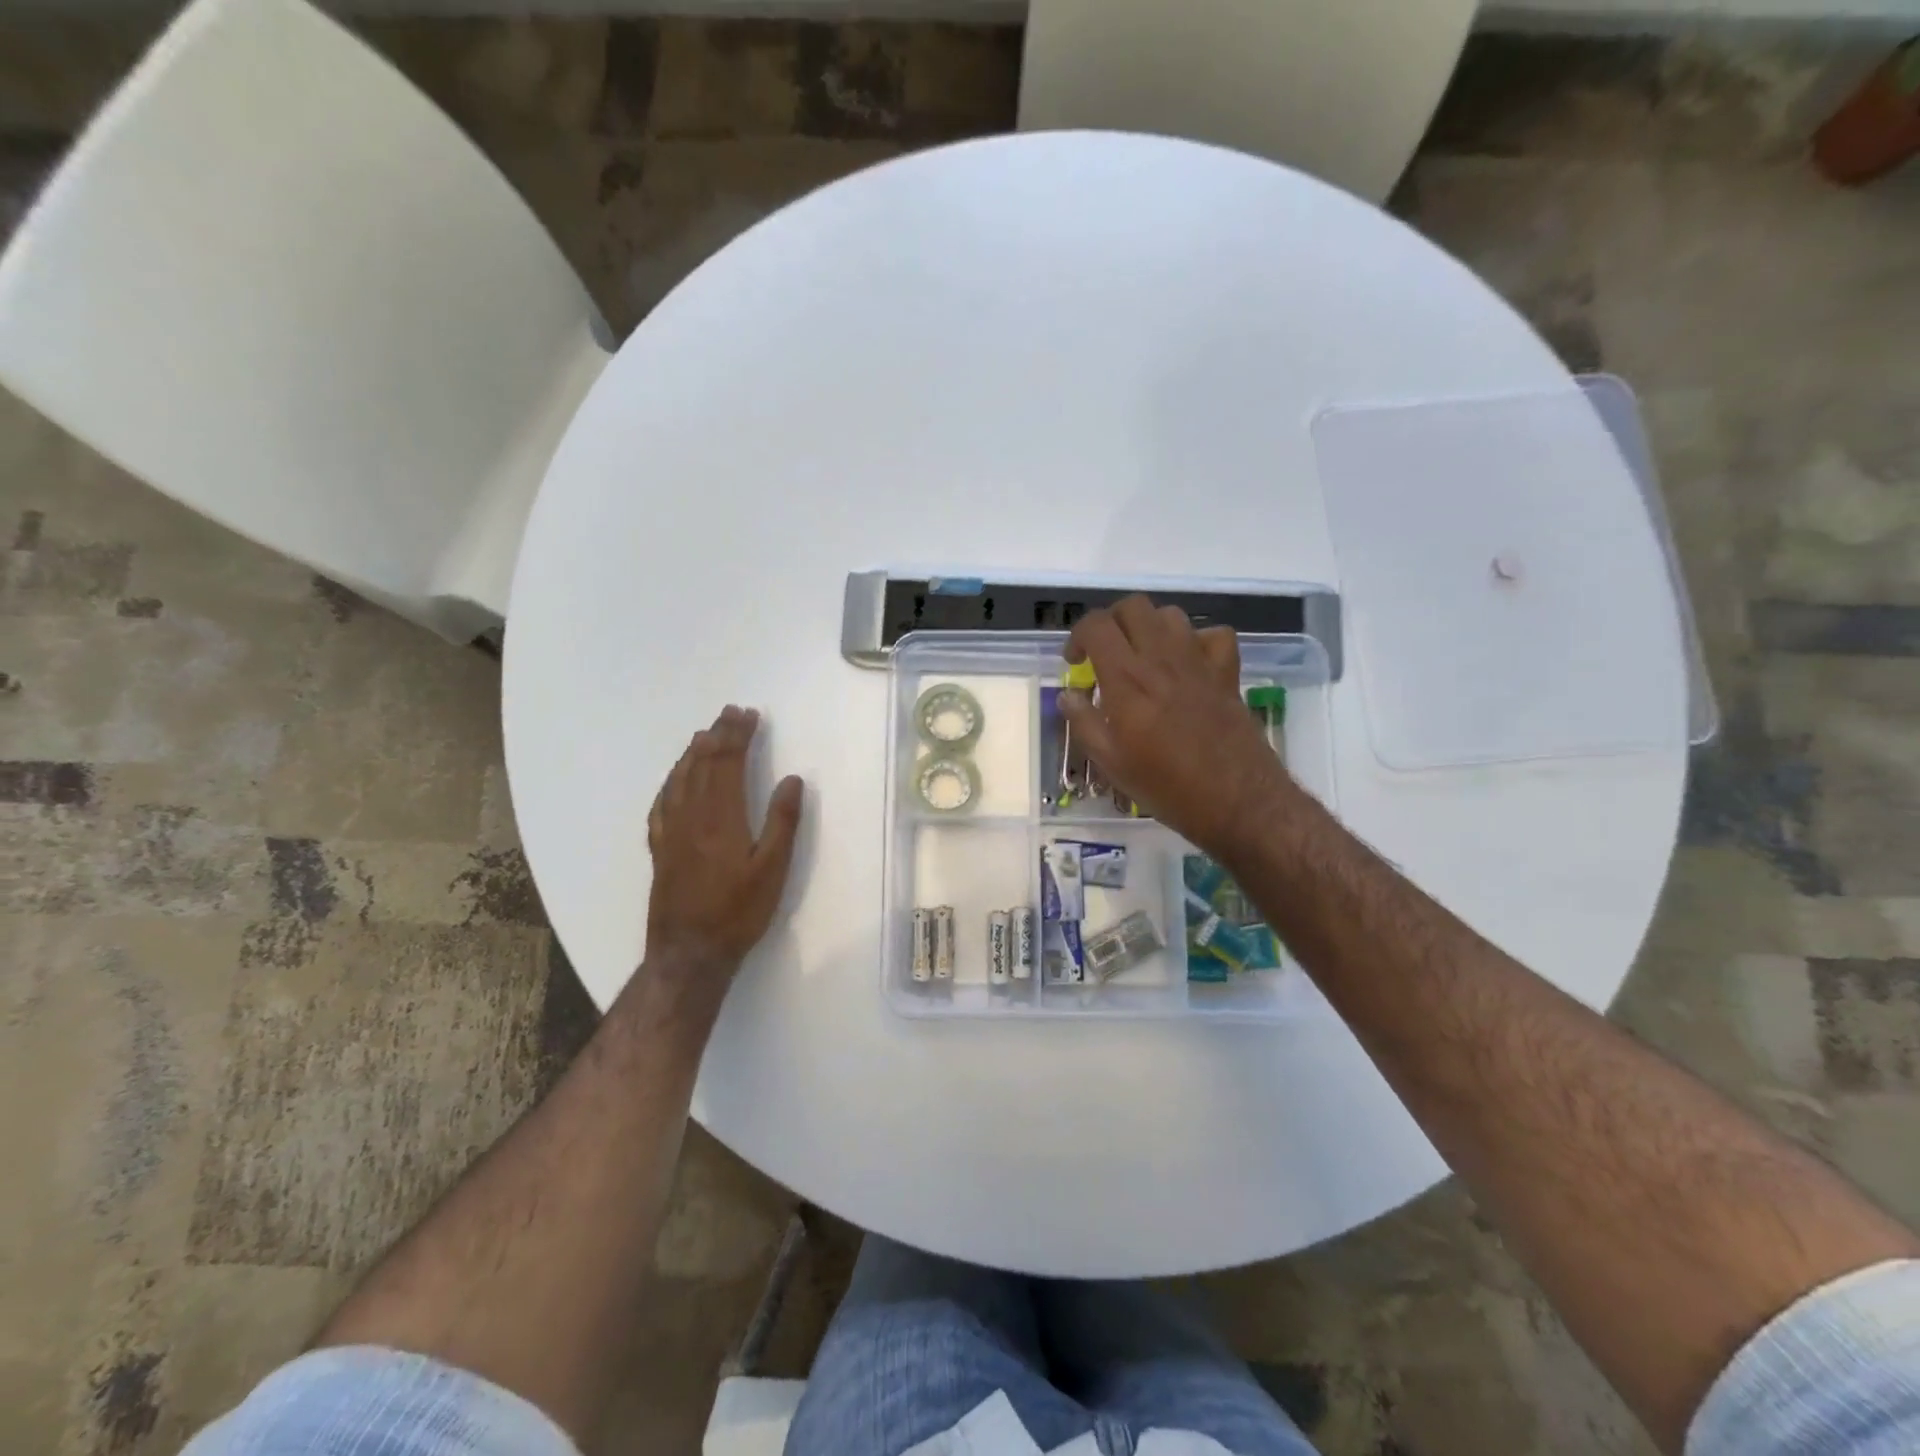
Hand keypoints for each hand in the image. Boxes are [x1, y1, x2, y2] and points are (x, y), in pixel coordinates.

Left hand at [645, 706, 804, 973]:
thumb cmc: (738, 912)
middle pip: (703, 764)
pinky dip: (670, 782)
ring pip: (679, 780)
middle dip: (718, 735)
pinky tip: (674, 780)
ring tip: (704, 734)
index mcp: (722, 817)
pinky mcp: (660, 849)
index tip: (748, 715)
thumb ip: (783, 822)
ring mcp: (671, 832)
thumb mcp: (773, 869)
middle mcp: (692, 816)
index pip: (728, 763)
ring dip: (693, 753)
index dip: (738, 736)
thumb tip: (792, 779)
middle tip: (730, 713)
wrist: (689, 953)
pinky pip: (661, 804)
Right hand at [1061, 597, 1296, 857]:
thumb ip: (1084, 722)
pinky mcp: (1227, 673)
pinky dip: (1196, 641)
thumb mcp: (1111, 763)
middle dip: (1111, 621)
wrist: (1236, 801)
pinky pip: (1213, 635)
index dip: (1077, 636)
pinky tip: (1187, 665)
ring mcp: (1199, 662)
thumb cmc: (1166, 786)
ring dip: (1149, 627)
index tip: (1076, 663)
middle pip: (1133, 607)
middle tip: (1105, 652)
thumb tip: (1068, 695)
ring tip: (1142, 657)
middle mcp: (1162, 658)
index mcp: (1127, 678)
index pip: (1096, 625)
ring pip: (1170, 615)